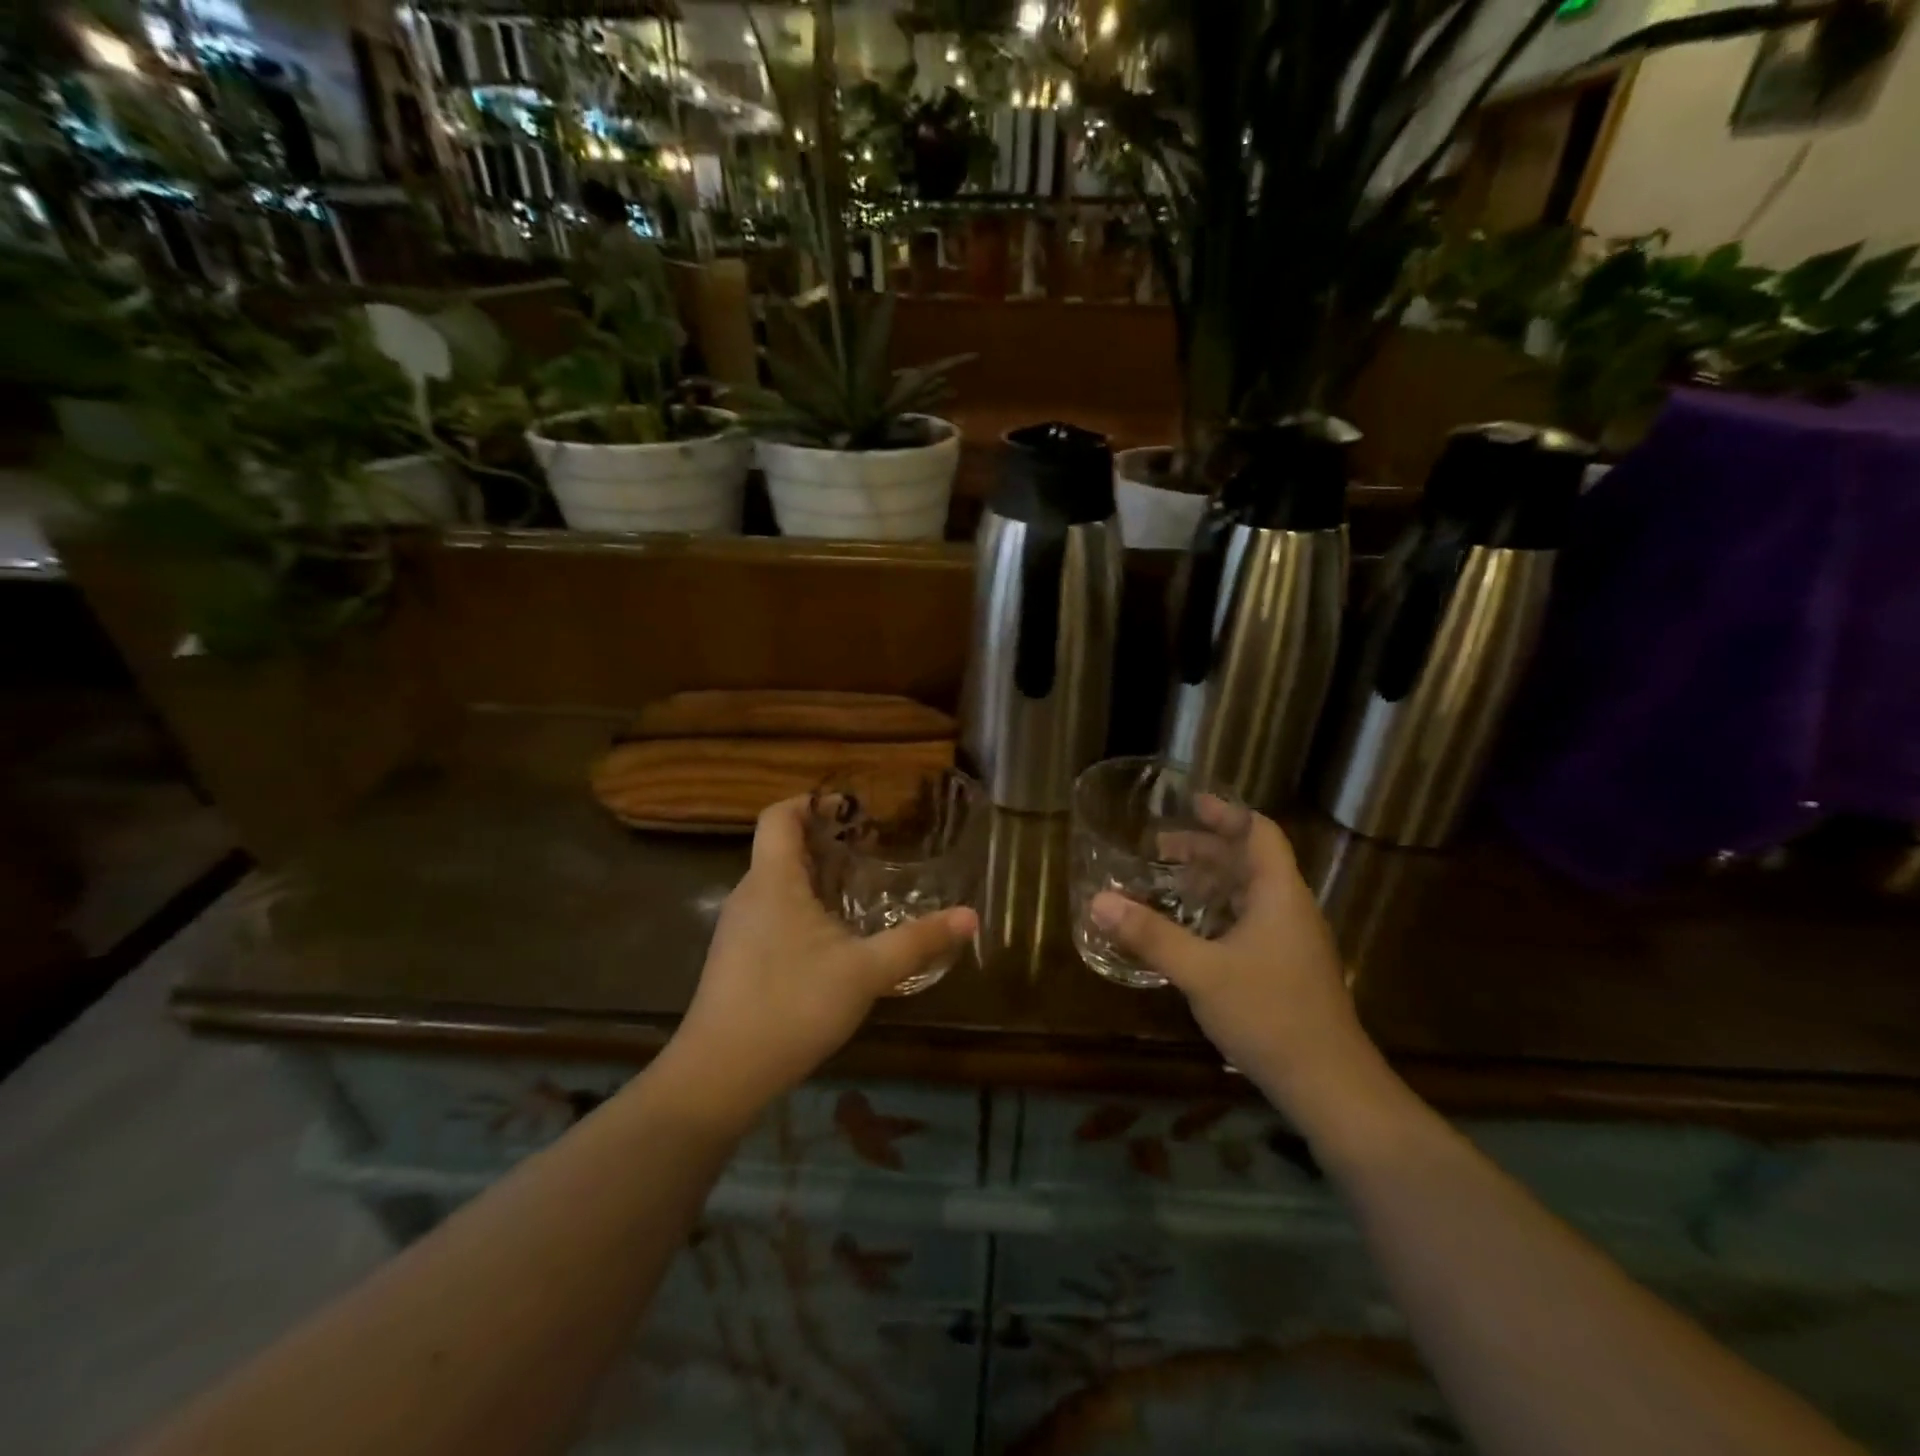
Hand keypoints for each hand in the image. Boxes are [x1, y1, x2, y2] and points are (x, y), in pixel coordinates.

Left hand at [665, 797, 977, 1127]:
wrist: (720, 1075)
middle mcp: (749, 894)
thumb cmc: (792, 1005)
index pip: (778, 815)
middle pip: (781, 847)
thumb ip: (918, 941)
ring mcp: (738, 928)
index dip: (811, 801)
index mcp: (772, 880)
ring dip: (816, 876)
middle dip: (825, 840)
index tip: (852, 808)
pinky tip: (834, 938)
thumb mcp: (866, 972)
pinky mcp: (736, 958)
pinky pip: (772, 912)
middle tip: (873, 847)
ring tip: (861, 888)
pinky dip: (803, 907)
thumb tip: (971, 917)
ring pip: (777, 883)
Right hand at [1089, 810, 1380, 1122]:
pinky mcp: (1288, 969)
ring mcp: (1292, 942)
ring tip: (1170, 882)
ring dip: (1212, 881)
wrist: (1331, 1086)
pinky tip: (1192, 932)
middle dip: (1207, 848)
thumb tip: (1099, 901)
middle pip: (1250, 861)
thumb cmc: (1269, 1015)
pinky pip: (1251, 922)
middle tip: (1161, 846)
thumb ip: (1150, 935)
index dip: (1227, 813)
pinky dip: (1219, 912)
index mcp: (1279, 895)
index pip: (1259, 833)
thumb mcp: (1201, 972)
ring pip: (1250, 894)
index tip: (1192, 802)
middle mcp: (1290, 909)